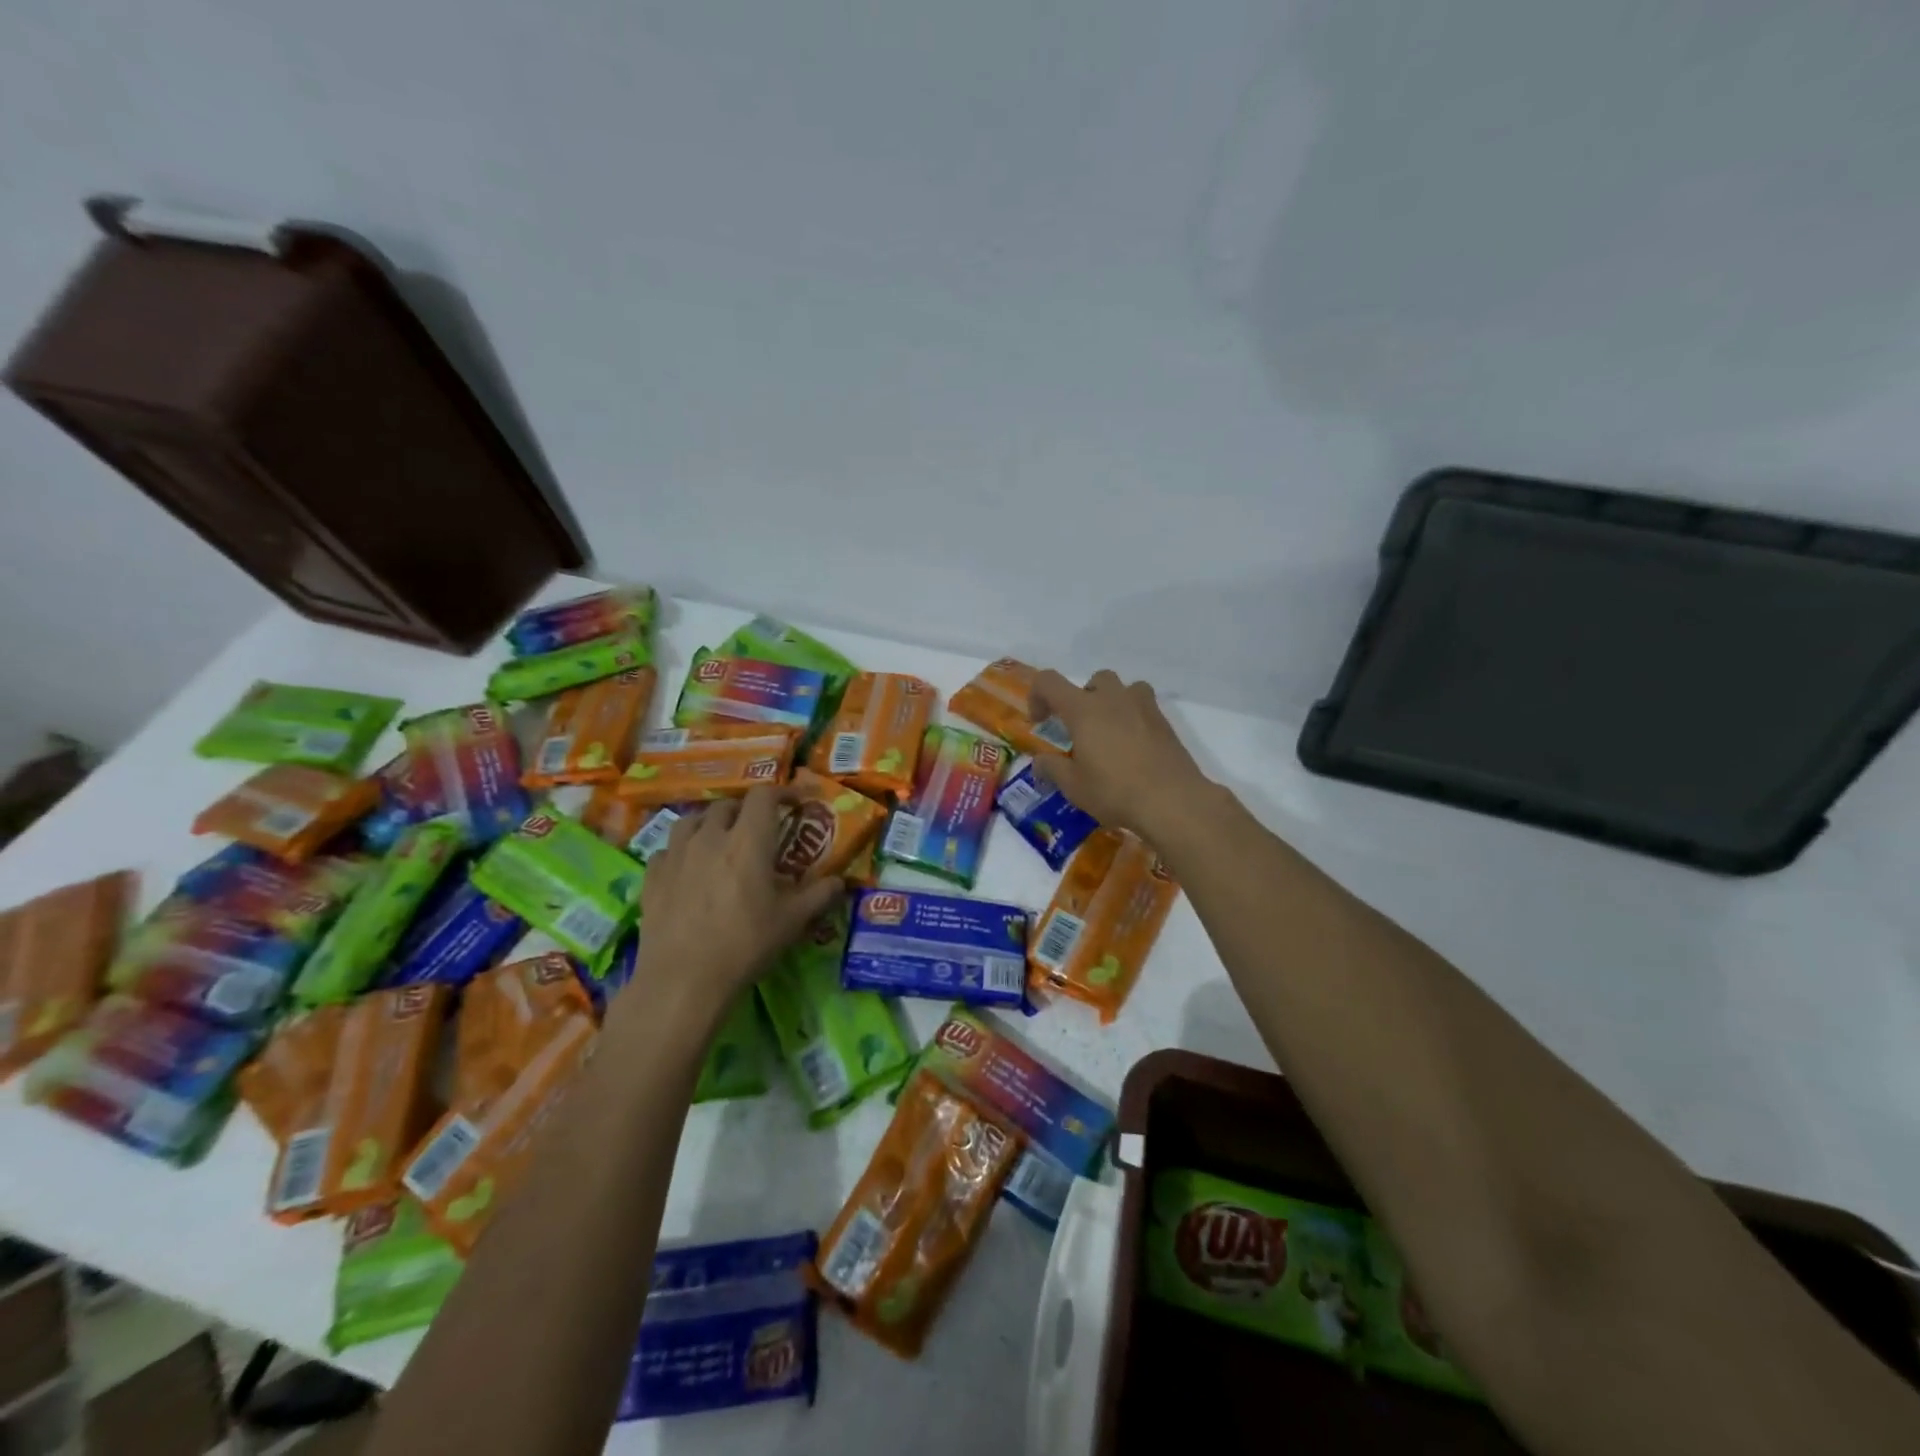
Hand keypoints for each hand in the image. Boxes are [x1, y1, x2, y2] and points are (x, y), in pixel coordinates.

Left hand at [621, 787, 842, 1028]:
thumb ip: (819, 895)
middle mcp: (710, 836)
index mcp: (748, 840)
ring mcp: (676, 854)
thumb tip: (840, 881)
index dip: (782, 792)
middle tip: (759, 829)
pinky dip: (682, 849)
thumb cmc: (745, 944)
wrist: (683, 979)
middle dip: (746, 810)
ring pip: (692, 819)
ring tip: (720, 840)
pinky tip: (688, 867)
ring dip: (711, 822)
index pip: (763, 795)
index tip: (796, 803)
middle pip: (728, 805)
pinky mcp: (652, 876)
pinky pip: (667, 848)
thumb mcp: (792, 921)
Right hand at [1029, 669, 1211, 842]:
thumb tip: (1039, 762)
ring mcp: (1143, 707)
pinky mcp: (1164, 722)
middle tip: (1080, 730)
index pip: (1049, 682)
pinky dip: (1133, 717)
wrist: (1172, 801)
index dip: (1037, 695)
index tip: (1040, 722)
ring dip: (1112, 702)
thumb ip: (1052, 769)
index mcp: (1083, 710)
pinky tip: (1133, 747)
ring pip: (1124, 688)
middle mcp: (1113, 699)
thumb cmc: (1115, 791)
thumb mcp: (1074, 786)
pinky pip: (1144, 706)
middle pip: (1094, 680)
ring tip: (1110, 732)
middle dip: (1082, 699)